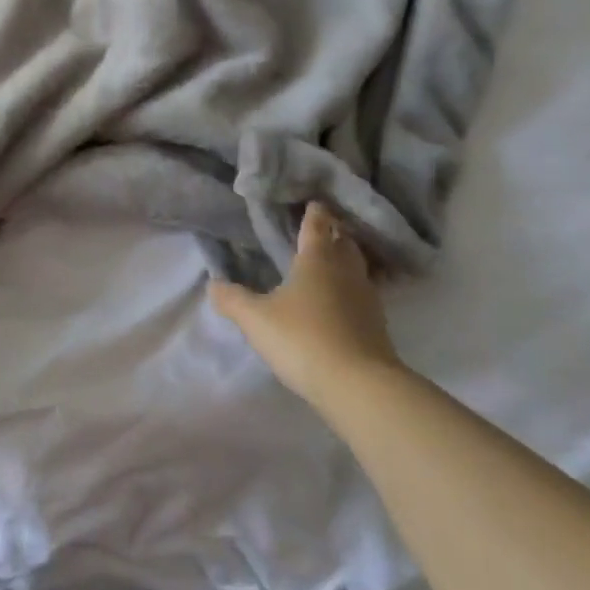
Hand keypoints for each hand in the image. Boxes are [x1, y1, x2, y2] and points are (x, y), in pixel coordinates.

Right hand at [209, 203, 401, 413]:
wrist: (359, 387)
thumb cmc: (303, 339)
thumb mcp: (256, 319)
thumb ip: (232, 299)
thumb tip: (212, 283)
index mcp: (316, 260)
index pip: (317, 226)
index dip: (314, 213)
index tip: (314, 202)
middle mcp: (345, 272)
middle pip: (344, 243)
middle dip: (334, 233)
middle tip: (322, 228)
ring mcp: (367, 299)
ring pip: (357, 268)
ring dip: (346, 260)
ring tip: (330, 261)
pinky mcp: (378, 327)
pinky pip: (363, 294)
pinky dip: (352, 289)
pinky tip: (340, 300)